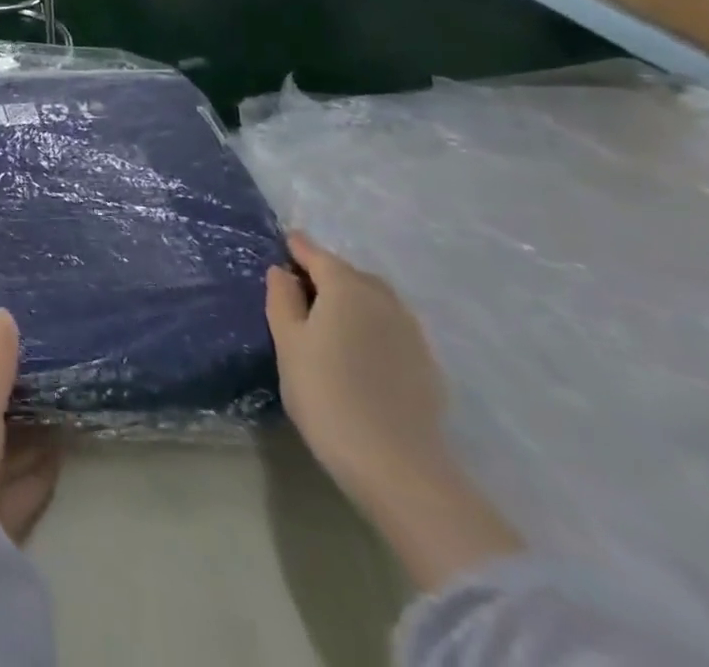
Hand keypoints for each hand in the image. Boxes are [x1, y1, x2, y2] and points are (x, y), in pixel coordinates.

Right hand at [266, 232, 447, 503]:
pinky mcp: (426, 364)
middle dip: (326, 273)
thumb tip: (282, 271)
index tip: (282, 244)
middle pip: (350, 274)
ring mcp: (411, 333)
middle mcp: (384, 300)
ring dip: (352, 299)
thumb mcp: (288, 342)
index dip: (297, 248)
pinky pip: (391, 327)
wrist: (396, 465)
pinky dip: (371, 324)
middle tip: (300, 287)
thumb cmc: (325, 392)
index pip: (317, 254)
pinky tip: (358, 349)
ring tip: (328, 318)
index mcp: (347, 288)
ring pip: (375, 300)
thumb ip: (282, 299)